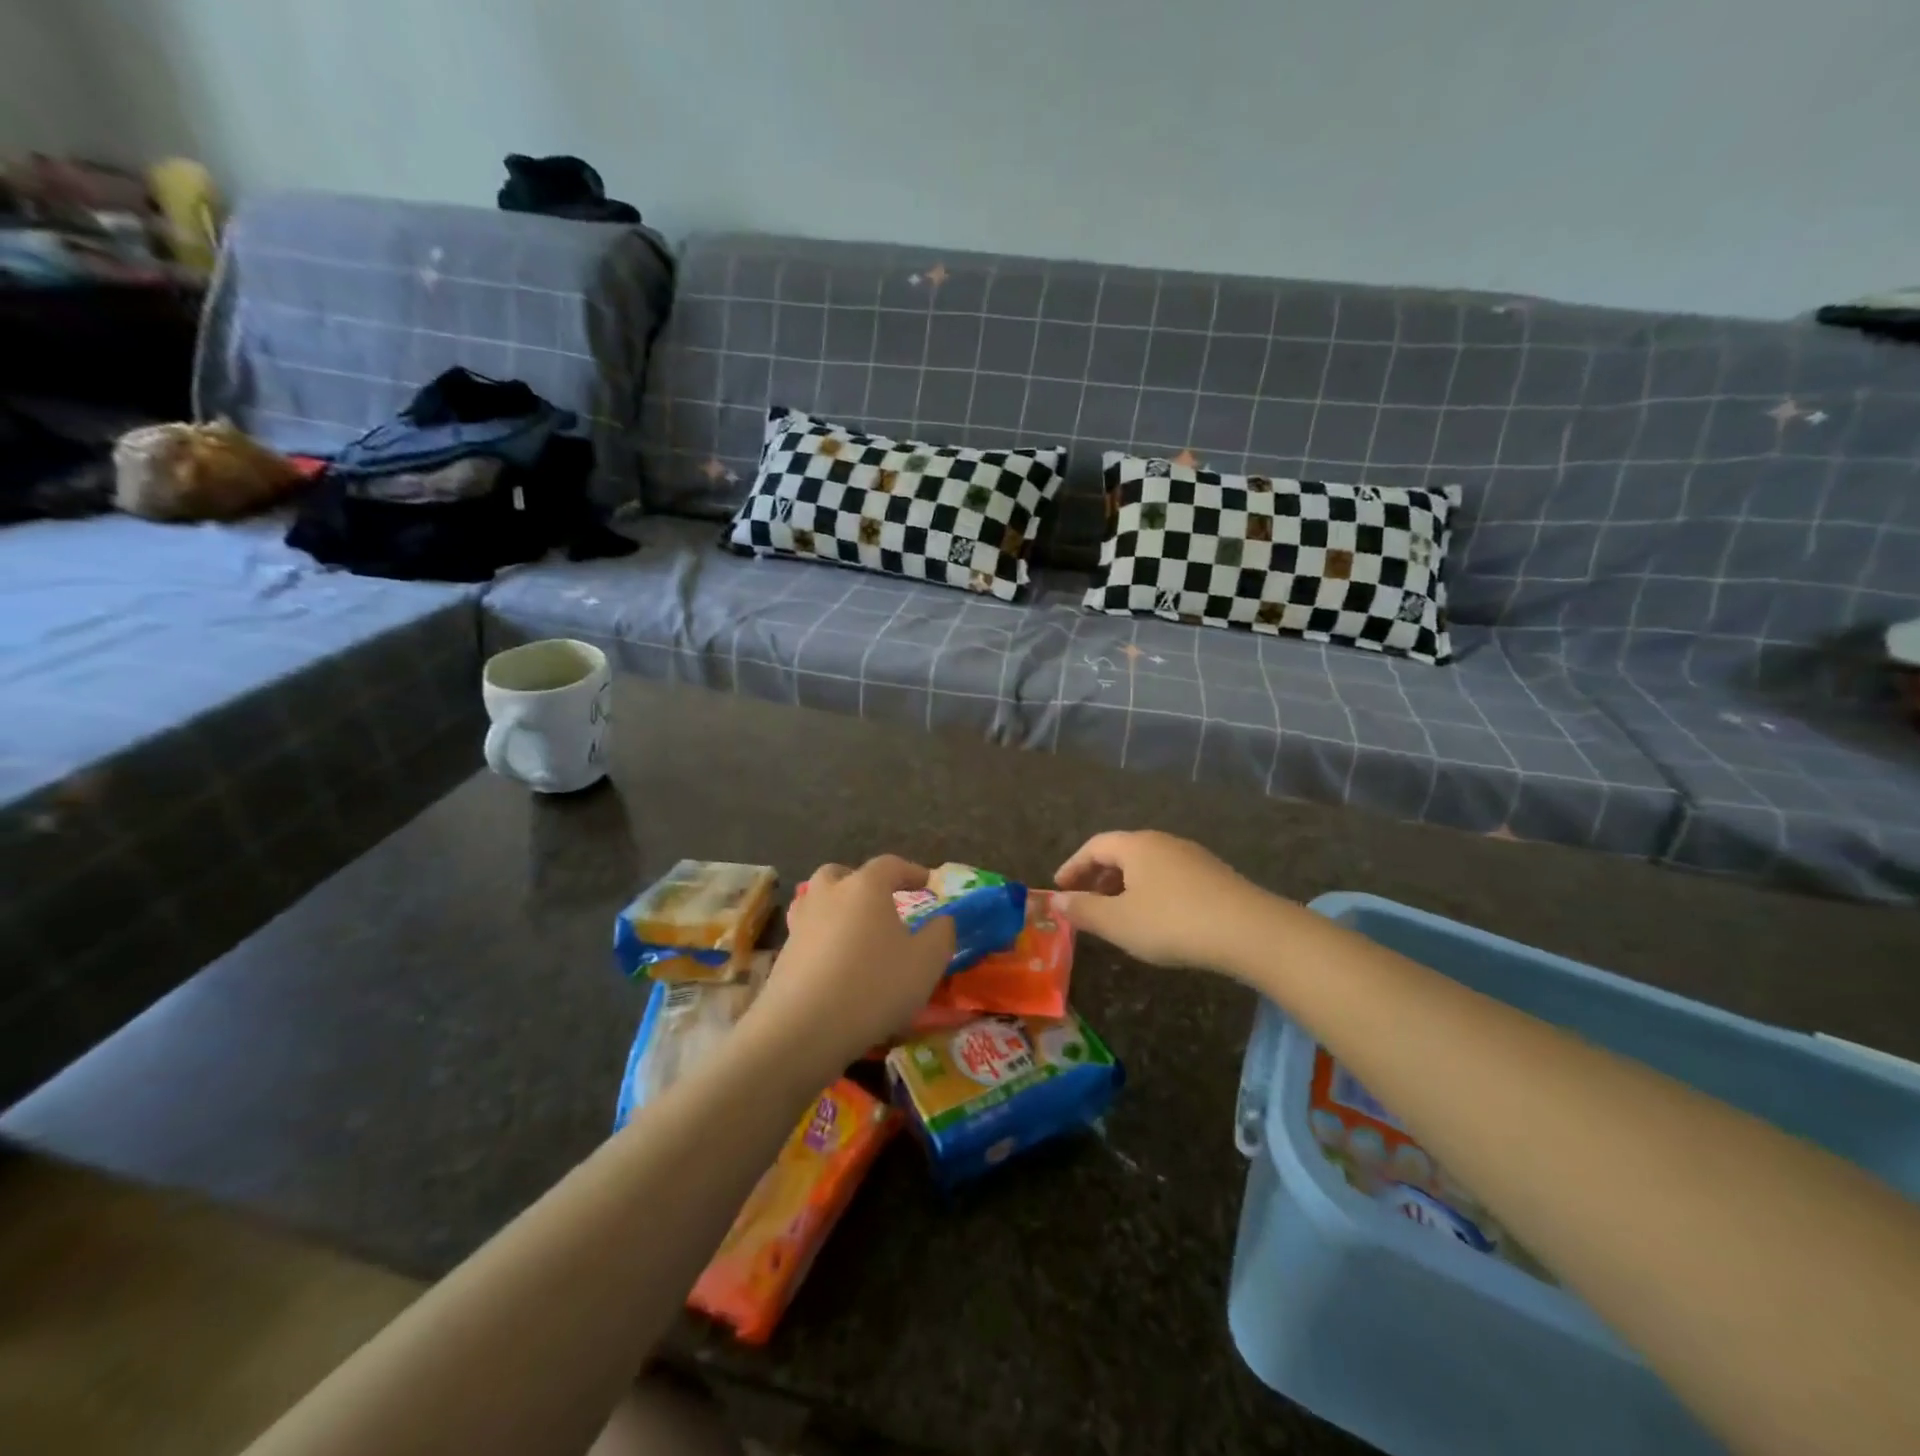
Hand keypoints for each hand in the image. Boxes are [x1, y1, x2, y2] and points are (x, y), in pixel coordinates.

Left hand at [744, 856, 955, 1073]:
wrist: (803, 1028)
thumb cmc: (874, 986)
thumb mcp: (926, 962)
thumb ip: (941, 934)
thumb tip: (942, 921)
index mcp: (865, 887)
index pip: (890, 865)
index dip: (911, 871)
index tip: (927, 883)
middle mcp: (829, 894)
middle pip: (842, 874)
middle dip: (861, 882)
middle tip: (880, 902)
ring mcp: (800, 923)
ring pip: (817, 901)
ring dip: (836, 907)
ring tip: (855, 931)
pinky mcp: (783, 954)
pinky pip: (807, 933)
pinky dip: (823, 939)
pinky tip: (836, 963)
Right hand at [1053, 830, 1269, 970]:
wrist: (1249, 931)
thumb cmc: (1172, 922)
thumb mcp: (1118, 922)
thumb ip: (1083, 910)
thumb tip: (1055, 900)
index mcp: (1136, 845)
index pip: (1095, 846)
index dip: (1073, 866)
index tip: (1059, 887)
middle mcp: (1163, 842)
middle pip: (1122, 852)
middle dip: (1099, 876)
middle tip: (1085, 901)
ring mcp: (1192, 857)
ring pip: (1148, 865)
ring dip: (1125, 885)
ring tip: (1118, 913)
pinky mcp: (1214, 875)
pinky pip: (1170, 877)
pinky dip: (1151, 891)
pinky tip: (1156, 918)